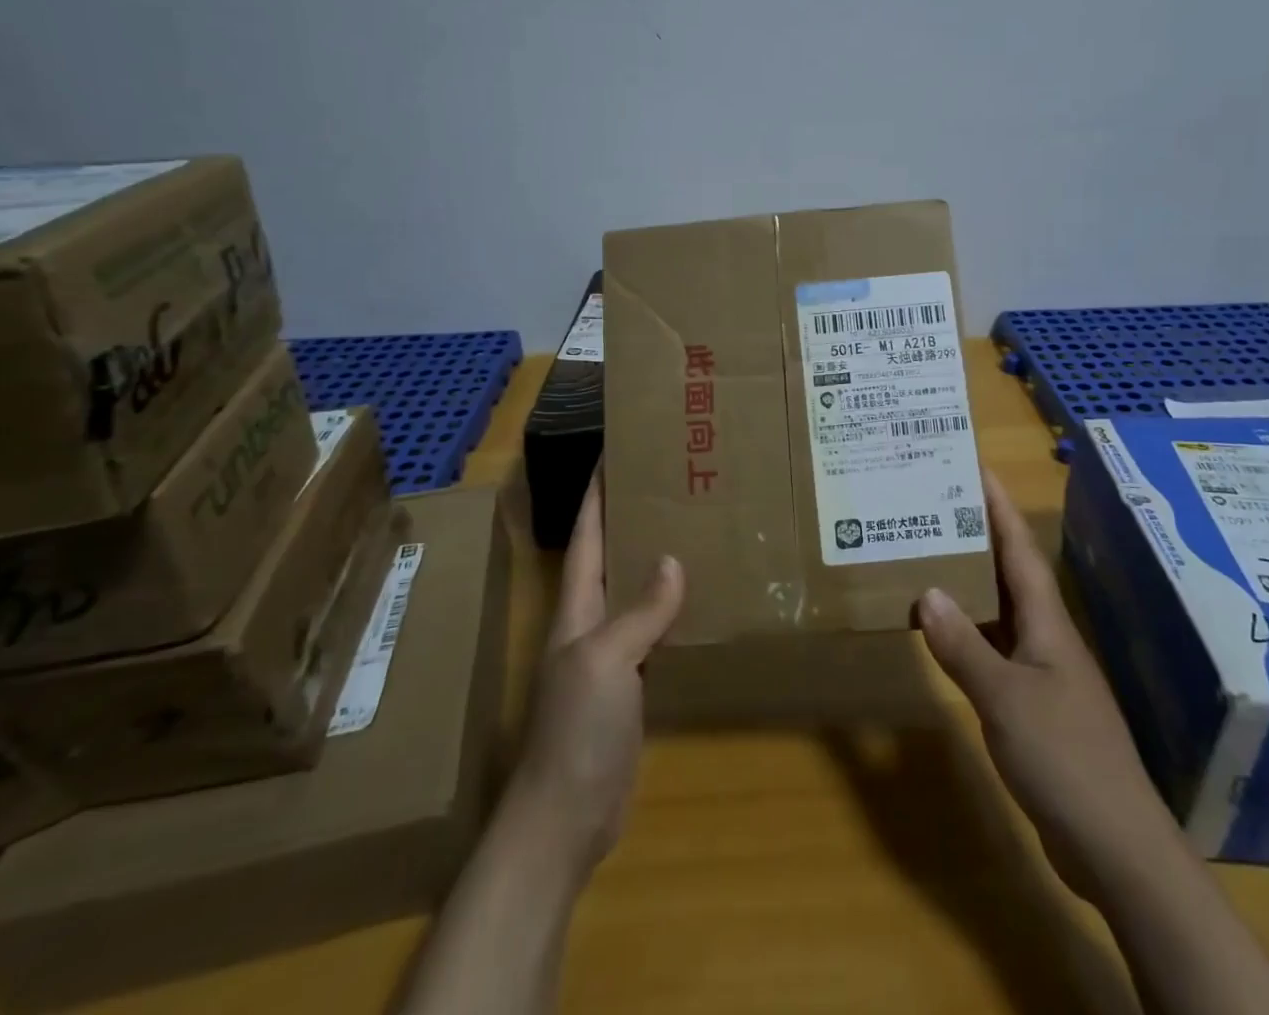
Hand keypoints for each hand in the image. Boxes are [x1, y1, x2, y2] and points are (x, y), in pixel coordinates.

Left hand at [504, 469, 684, 880]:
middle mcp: (592, 623)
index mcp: (577, 608)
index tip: (614, 451)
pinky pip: (656, 632)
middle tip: (673, 482)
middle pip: (613, 557)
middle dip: (634, 517)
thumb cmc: (577, 729)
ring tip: (695, 526)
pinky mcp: (633, 685)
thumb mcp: (606, 660)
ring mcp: (612, 656)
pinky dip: (674, 609)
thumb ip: (639, 610)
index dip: (596, 494)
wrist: (566, 818)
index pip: (586, 536)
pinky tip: (702, 598)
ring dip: (657, 560)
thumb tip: (672, 560)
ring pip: (637, 592)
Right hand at [918, 469, 1171, 899]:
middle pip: (1011, 572)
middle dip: (979, 535)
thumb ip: (964, 646)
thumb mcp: (1004, 699)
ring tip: (930, 556)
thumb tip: (926, 592)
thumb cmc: (1064, 758)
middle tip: (937, 505)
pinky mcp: (1036, 705)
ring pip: (1003, 611)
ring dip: (971, 583)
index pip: (1020, 550)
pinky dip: (970, 633)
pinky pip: (996, 650)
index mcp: (1047, 623)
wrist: (1116, 845)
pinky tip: (944, 634)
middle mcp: (1048, 637)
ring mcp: (1044, 672)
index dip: (999, 507)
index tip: (976, 467)